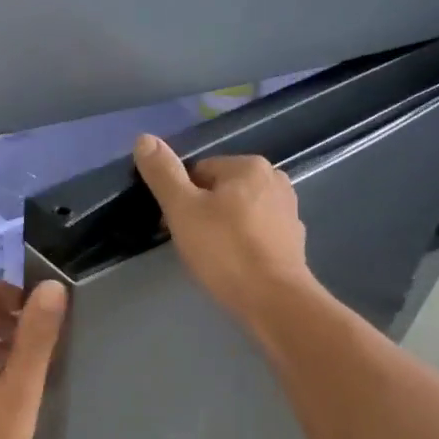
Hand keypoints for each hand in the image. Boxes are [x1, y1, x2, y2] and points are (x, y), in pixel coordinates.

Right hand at [133, 134, 313, 327]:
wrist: (273, 300)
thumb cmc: (224, 250)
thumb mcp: (183, 209)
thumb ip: (163, 173)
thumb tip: (144, 138)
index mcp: (249, 166)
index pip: (200, 171)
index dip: (180, 198)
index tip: (173, 225)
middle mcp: (275, 180)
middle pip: (221, 191)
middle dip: (202, 213)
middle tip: (190, 244)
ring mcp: (289, 212)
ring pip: (239, 213)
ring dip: (222, 229)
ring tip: (211, 257)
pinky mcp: (294, 242)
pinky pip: (257, 234)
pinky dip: (243, 245)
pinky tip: (234, 266)